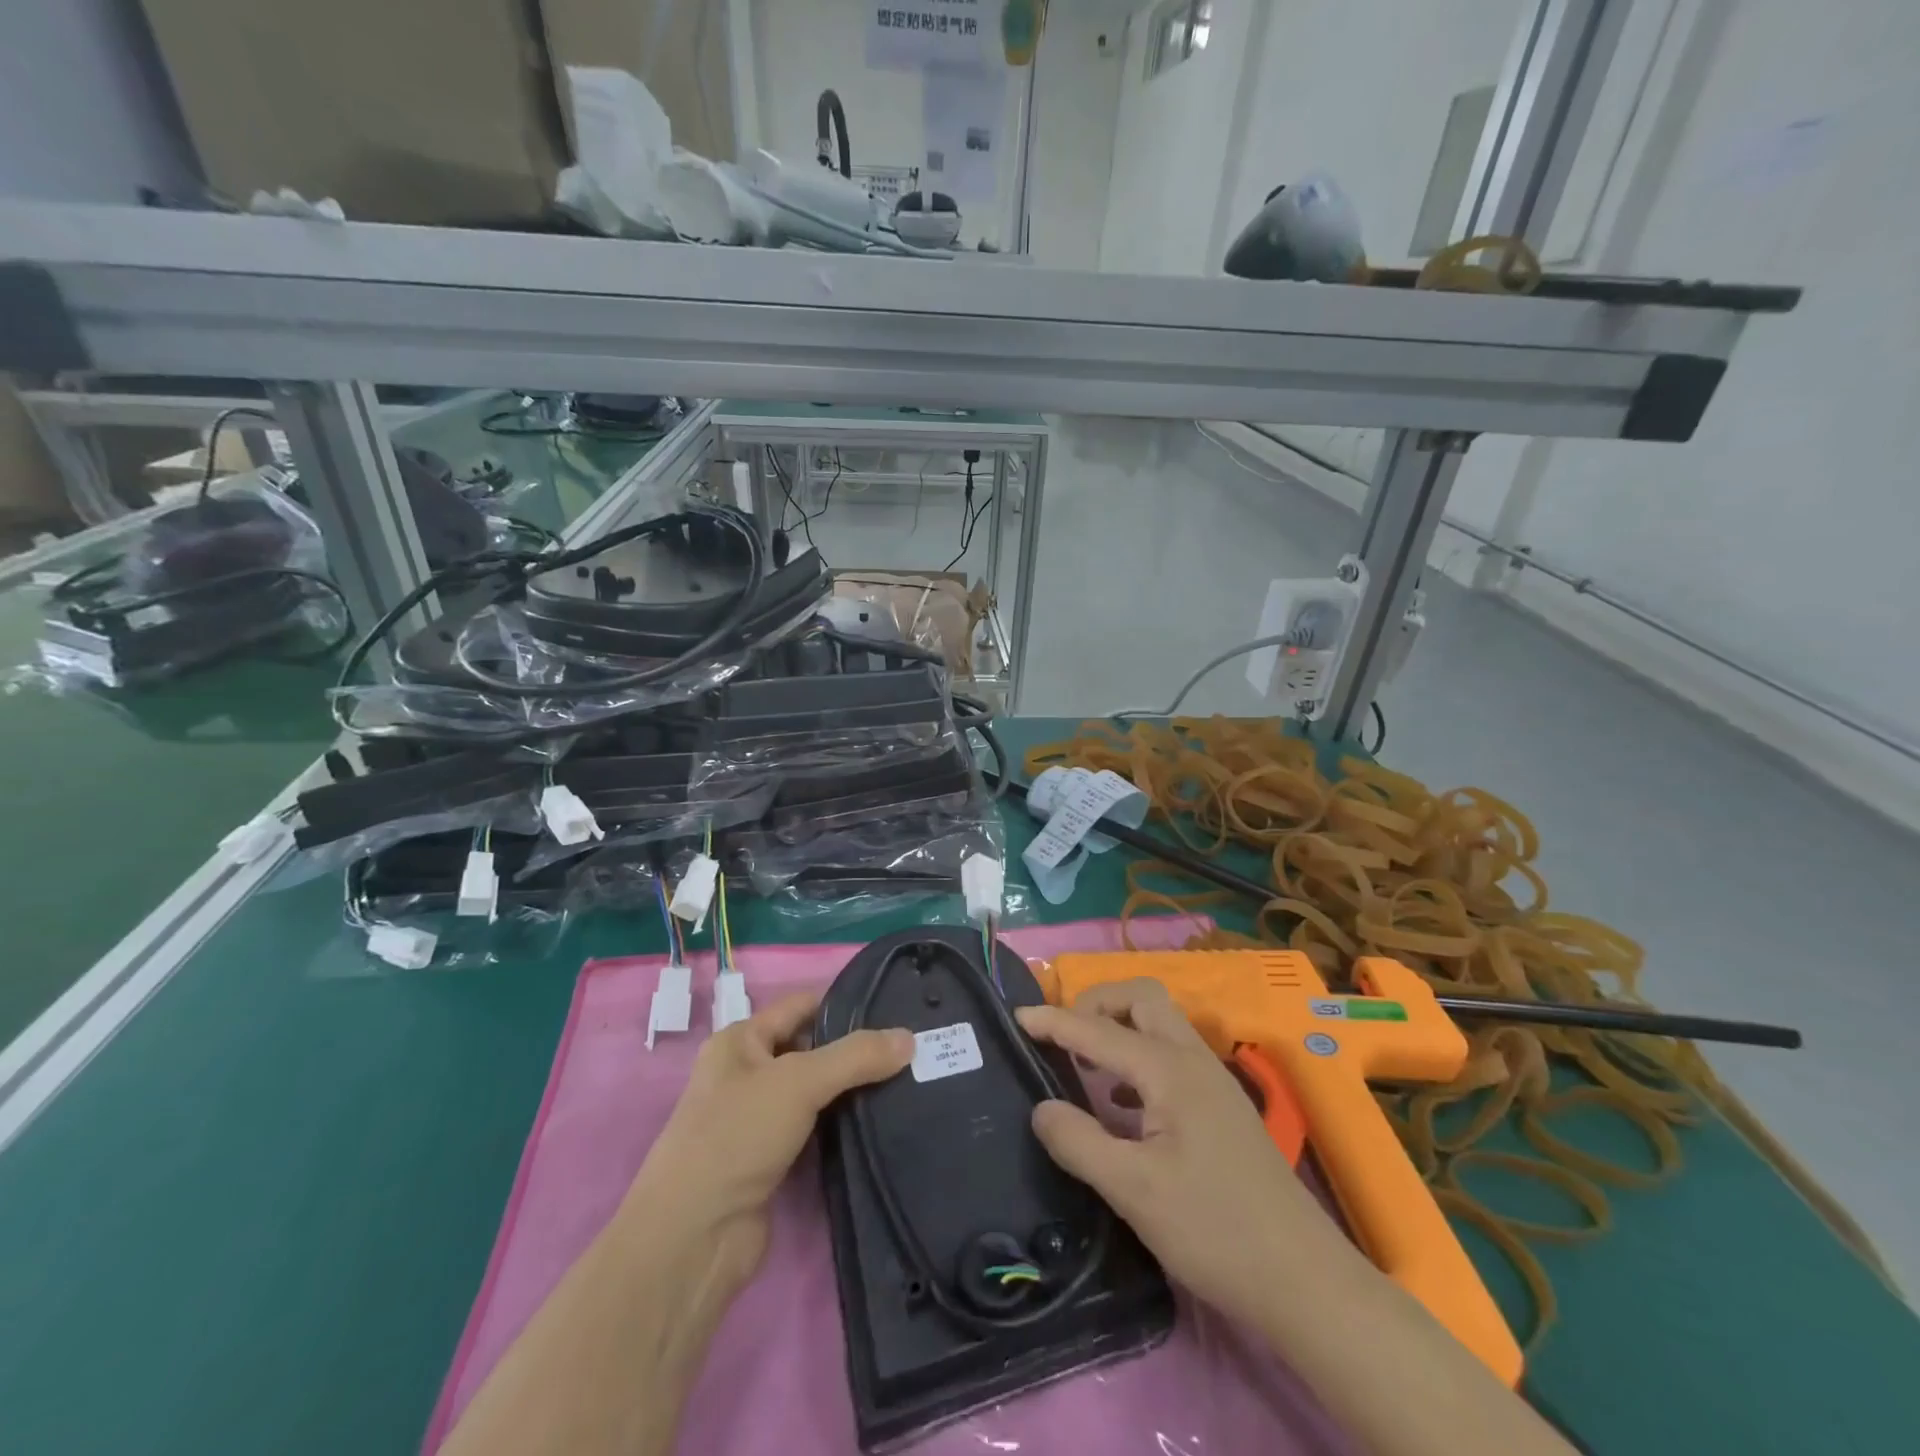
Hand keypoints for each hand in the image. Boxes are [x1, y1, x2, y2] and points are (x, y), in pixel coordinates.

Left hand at [627, 992, 912, 1287]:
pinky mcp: (774, 1161)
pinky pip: (817, 1129)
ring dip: (852, 1090)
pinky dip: (844, 1126)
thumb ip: (856, 1056)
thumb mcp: (798, 1081)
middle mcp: (748, 1074)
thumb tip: (910, 1037)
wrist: (694, 1240)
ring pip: (817, 1092)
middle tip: (911, 1048)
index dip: (845, 1005)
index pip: (802, 1006)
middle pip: (812, 1049)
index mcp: (741, 1041)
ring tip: (908, 1081)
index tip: (895, 1009)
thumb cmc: (736, 1137)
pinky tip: (882, 1122)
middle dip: (855, 1050)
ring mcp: (759, 1120)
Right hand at [1016, 980, 1338, 1326]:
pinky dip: (1138, 1057)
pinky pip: (1171, 1055)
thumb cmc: (1215, 1231)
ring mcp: (1213, 1081)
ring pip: (1160, 1024)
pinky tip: (1123, 1106)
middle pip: (1140, 998)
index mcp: (1169, 1070)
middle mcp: (1193, 1060)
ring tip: (1085, 1066)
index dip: (1054, 1021)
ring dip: (1119, 1028)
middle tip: (1063, 1038)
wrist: (1305, 1281)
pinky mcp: (1222, 1107)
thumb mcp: (1133, 1192)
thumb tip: (1041, 1108)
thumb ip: (1079, 1142)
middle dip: (1096, 1004)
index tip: (1016, 1018)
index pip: (1098, 1030)